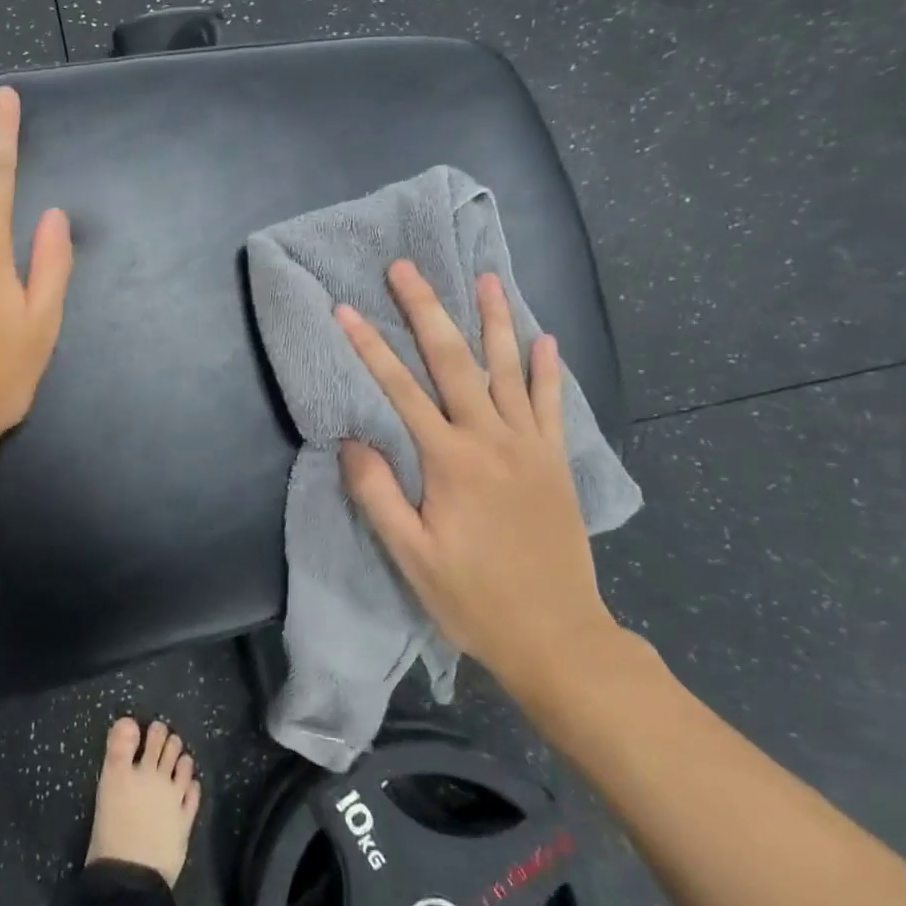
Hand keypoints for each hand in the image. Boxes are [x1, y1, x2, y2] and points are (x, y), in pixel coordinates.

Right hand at [335, 262, 620, 695]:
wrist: (559, 637)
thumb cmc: (473, 599)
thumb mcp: (410, 555)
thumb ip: (378, 493)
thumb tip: (352, 440)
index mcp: (451, 461)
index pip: (401, 390)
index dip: (371, 347)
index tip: (346, 309)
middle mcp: (493, 440)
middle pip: (456, 362)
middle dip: (427, 310)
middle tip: (407, 268)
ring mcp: (531, 448)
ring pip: (510, 370)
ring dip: (495, 321)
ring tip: (486, 278)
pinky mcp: (555, 463)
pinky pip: (551, 405)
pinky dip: (547, 369)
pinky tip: (544, 339)